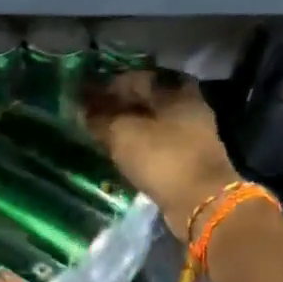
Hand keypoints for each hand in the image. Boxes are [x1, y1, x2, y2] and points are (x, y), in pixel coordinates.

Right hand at [85, 69, 241, 239]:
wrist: (200, 202)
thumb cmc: (162, 158)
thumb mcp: (122, 135)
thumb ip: (100, 119)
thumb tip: (82, 110)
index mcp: (175, 91)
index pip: (136, 78)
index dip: (108, 86)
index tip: (86, 96)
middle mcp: (188, 106)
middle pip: (147, 100)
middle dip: (120, 106)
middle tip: (93, 116)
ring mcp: (193, 133)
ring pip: (154, 122)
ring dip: (130, 126)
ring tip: (104, 134)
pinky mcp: (191, 158)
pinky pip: (160, 143)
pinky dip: (141, 144)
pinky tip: (124, 151)